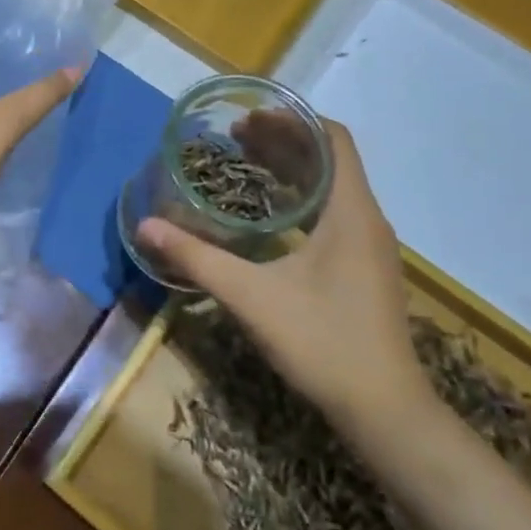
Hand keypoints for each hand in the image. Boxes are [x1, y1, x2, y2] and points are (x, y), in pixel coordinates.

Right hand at [135, 119, 430, 432]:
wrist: (384, 411)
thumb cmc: (323, 342)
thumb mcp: (251, 296)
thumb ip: (197, 258)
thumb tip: (146, 226)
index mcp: (350, 212)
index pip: (332, 139)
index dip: (291, 120)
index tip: (247, 118)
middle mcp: (366, 220)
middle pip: (328, 160)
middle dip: (282, 142)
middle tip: (232, 139)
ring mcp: (368, 248)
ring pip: (330, 189)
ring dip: (290, 170)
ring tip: (244, 166)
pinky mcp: (363, 270)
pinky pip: (331, 214)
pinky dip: (298, 200)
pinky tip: (267, 217)